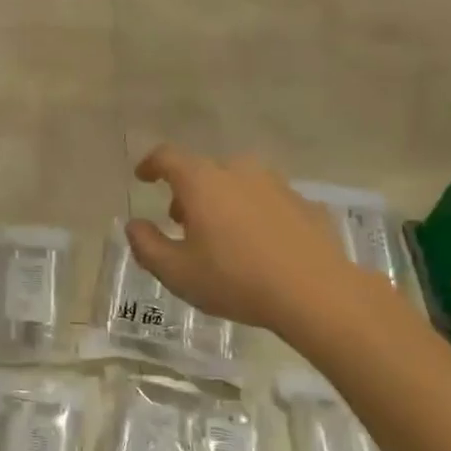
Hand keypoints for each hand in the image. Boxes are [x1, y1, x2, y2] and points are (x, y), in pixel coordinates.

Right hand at [125, 145, 395, 336]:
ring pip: (238, 182)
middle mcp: (238, 171)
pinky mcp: (304, 203)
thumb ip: (147, 245)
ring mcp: (276, 184)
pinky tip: (260, 245)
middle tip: (181, 221)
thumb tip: (133, 225)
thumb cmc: (236, 280)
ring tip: (222, 234)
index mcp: (202, 181)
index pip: (167, 157)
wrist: (316, 293)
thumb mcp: (177, 272)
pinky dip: (255, 214)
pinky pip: (268, 201)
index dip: (150, 164)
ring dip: (223, 200)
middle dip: (187, 191)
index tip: (142, 177)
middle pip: (204, 170)